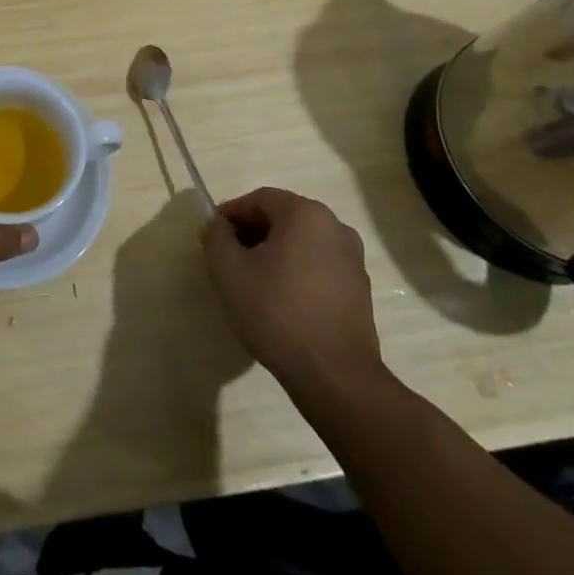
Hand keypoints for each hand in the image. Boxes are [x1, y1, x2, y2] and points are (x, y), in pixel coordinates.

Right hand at [201, 187, 386, 406]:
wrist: (334, 375)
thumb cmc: (276, 311)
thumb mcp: (228, 269)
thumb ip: (216, 236)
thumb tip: (220, 226)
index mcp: (306, 214)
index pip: (260, 199)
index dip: (232, 213)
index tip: (213, 236)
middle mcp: (336, 227)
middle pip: (283, 218)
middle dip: (252, 233)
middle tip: (229, 258)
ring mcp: (353, 260)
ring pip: (302, 243)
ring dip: (274, 253)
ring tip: (252, 282)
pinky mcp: (360, 290)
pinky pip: (318, 267)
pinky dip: (296, 272)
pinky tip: (280, 301)